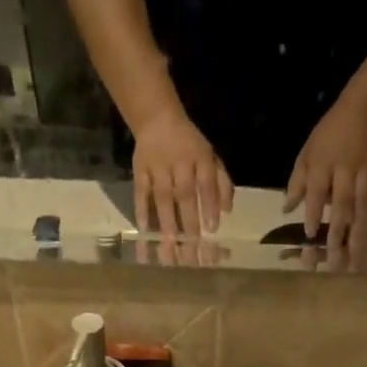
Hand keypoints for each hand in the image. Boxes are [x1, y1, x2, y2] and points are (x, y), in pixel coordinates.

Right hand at [132, 108, 232, 241]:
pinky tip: (144, 232)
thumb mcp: (210, 157)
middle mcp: (179, 162)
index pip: (206, 182)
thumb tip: (227, 211)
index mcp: (200, 157)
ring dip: (166, 222)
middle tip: (191, 248)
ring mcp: (158, 166)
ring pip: (163, 197)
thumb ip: (221, 182)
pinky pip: (141, 193)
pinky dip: (142, 211)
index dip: (209, 205)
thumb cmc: (189, 145)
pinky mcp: (140, 170)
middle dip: (189, 222)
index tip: (212, 230)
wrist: (156, 118)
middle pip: (184, 194)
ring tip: (169, 247)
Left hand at [285, 100, 366, 262]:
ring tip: (356, 262)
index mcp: (323, 165)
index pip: (317, 192)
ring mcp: (366, 174)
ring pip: (362, 208)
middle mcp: (345, 171)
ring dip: (359, 236)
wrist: (363, 111)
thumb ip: (296, 183)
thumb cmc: (328, 138)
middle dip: (337, 235)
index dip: (315, 213)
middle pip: (342, 206)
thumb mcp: (306, 154)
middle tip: (333, 263)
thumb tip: (286, 210)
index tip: (310, 235)